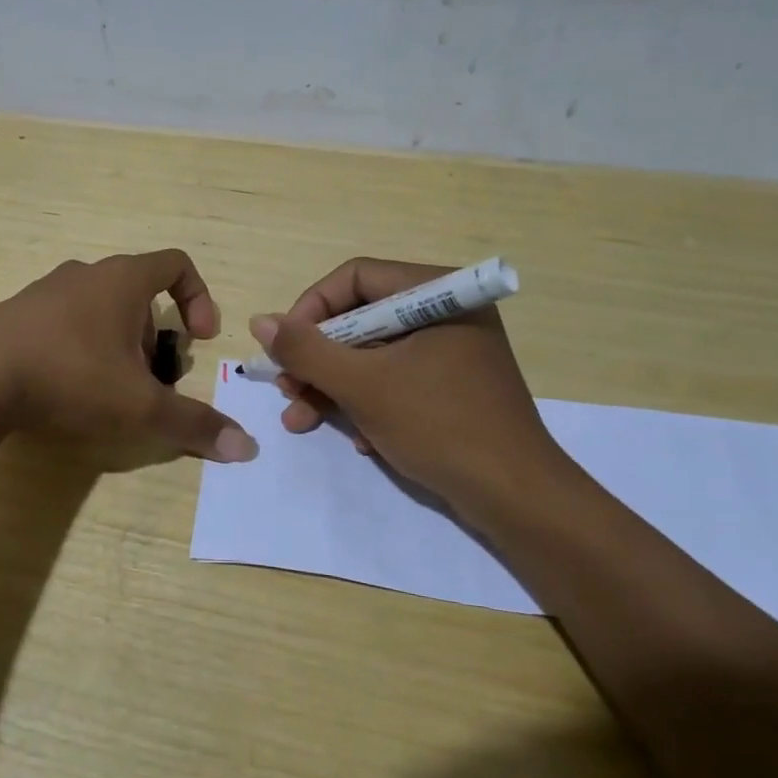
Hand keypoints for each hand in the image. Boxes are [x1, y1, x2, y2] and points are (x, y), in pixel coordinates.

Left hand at [0, 250, 257, 462]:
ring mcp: (46, 292)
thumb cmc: (71, 377)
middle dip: (155, 337)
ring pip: (100, 310)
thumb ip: (194, 425)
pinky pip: (65, 323)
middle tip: (151, 381)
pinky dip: (80, 349)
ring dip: (118, 345)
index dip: (200, 298)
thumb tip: (247, 447)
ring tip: (110, 392)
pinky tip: (67, 390)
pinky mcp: (16, 315)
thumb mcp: (141, 408)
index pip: (177, 264)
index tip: (200, 337)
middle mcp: (86, 274)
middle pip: (139, 294)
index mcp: (123, 280)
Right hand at [248, 257, 572, 516]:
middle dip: (318, 359)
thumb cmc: (439, 426)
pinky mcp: (453, 386)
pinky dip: (368, 403)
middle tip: (288, 390)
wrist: (516, 498)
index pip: (354, 278)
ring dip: (333, 387)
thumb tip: (260, 320)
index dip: (310, 309)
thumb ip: (306, 350)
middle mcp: (445, 312)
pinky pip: (396, 379)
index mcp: (436, 293)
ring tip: (301, 420)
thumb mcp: (362, 385)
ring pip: (373, 354)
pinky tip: (358, 439)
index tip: (284, 349)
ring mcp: (451, 351)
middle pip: (360, 318)